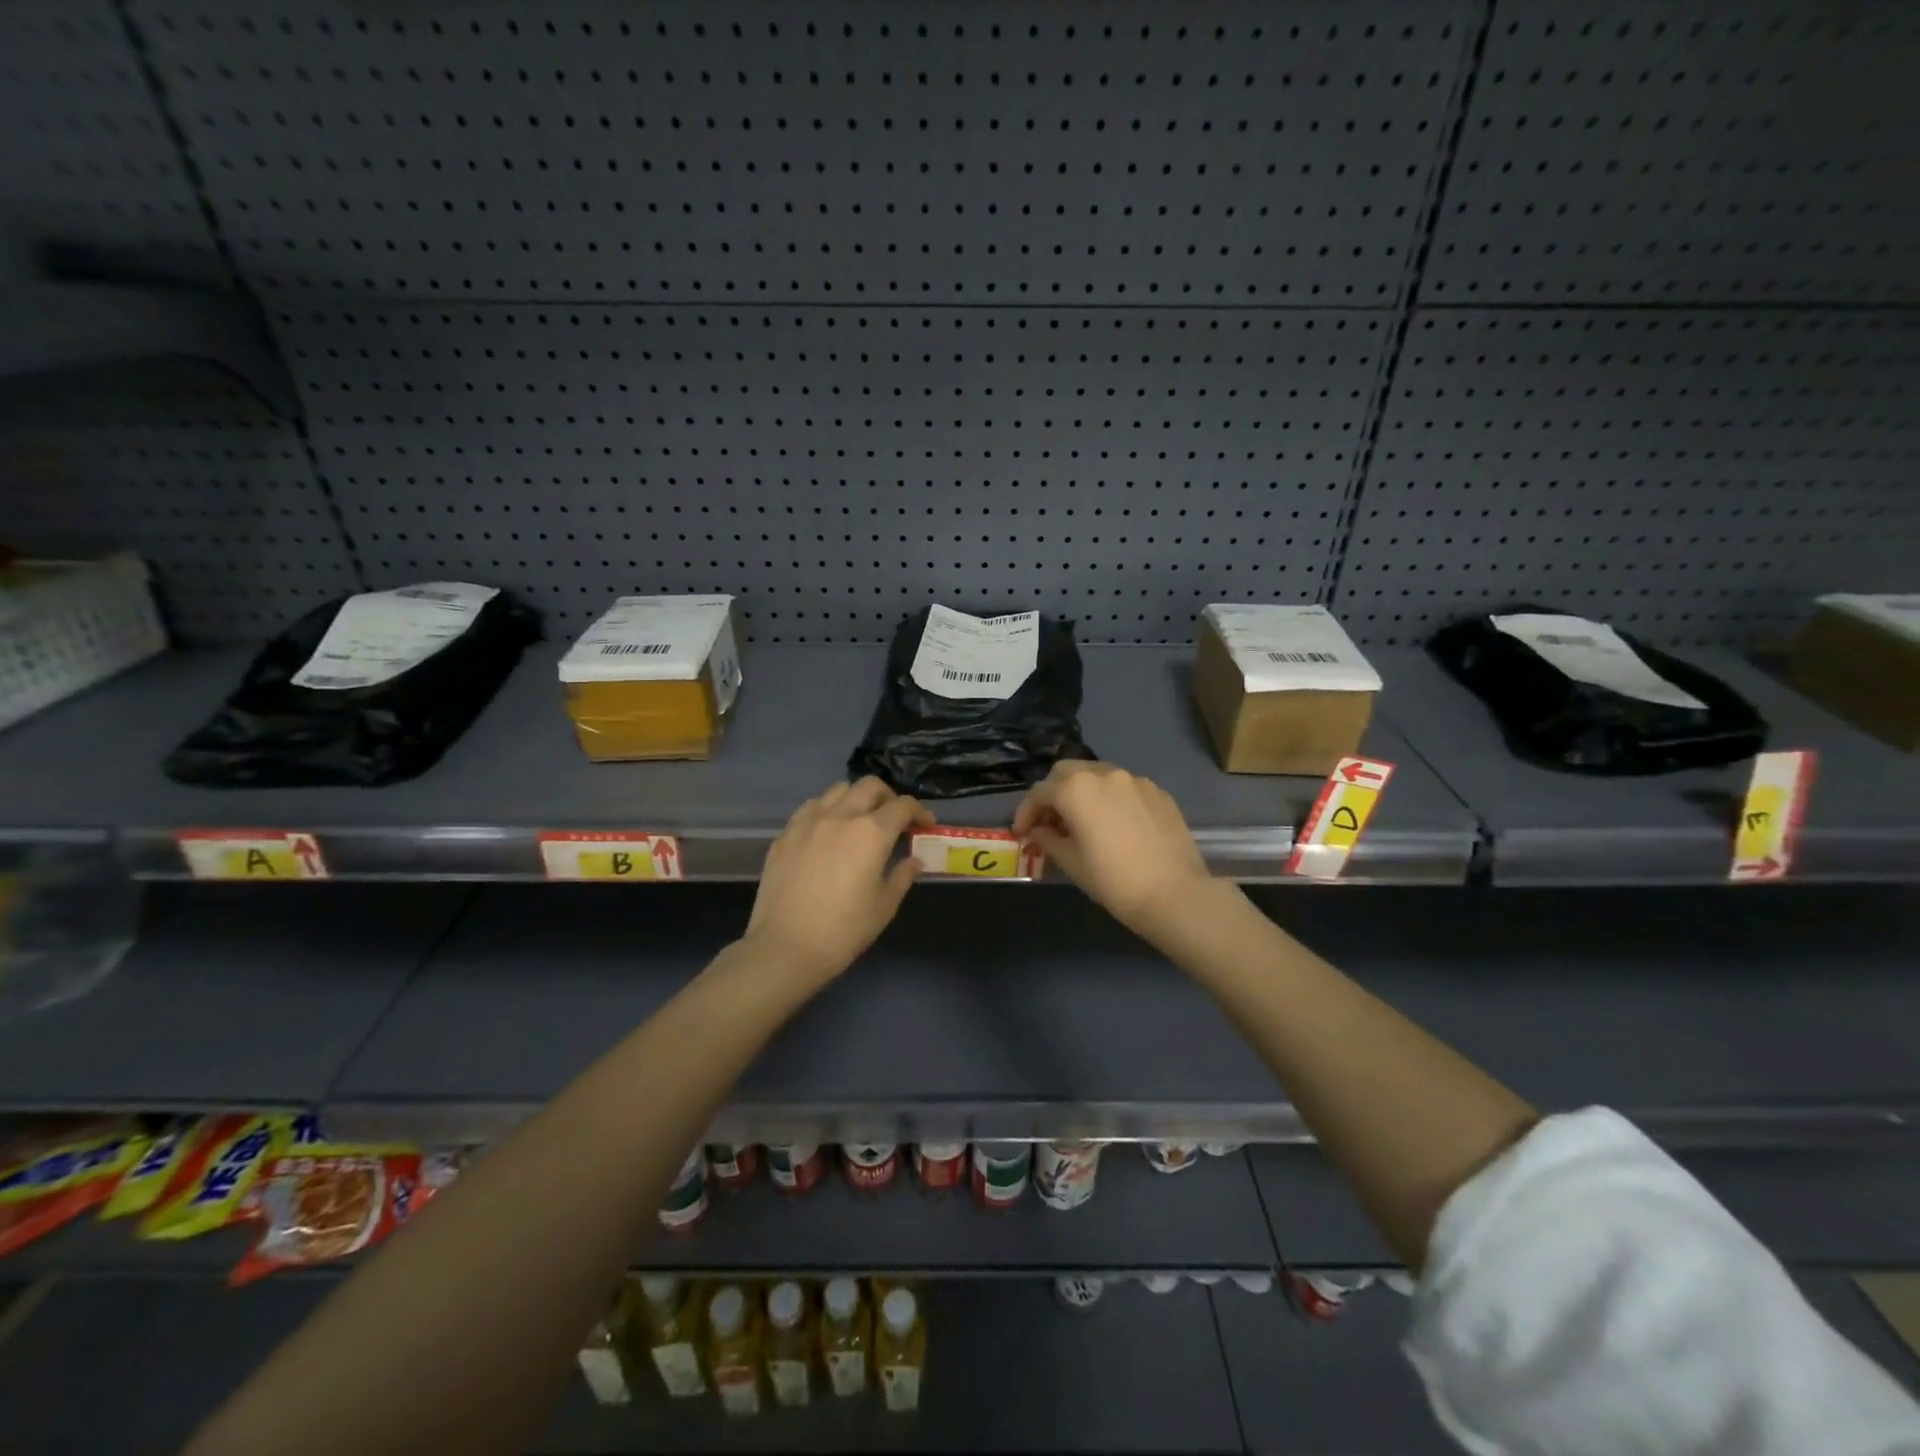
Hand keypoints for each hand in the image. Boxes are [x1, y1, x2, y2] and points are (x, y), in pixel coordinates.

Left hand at [743, 777, 932, 984]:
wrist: (786, 947)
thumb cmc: (844, 930)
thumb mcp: (884, 905)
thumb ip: (902, 875)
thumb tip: (914, 860)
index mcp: (871, 832)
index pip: (902, 806)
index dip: (919, 812)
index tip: (925, 825)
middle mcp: (841, 816)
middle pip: (870, 786)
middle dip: (889, 797)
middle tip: (895, 819)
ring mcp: (809, 822)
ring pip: (838, 790)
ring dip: (856, 798)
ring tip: (860, 820)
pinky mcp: (785, 834)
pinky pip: (811, 807)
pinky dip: (827, 810)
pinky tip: (828, 831)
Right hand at [1013, 761, 1212, 942]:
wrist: (1175, 893)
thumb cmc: (1113, 880)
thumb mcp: (1071, 862)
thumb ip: (1048, 840)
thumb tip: (1038, 832)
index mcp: (1075, 789)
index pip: (1040, 792)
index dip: (1026, 812)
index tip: (1022, 833)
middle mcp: (1104, 774)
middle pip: (1067, 772)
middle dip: (1053, 793)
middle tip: (1050, 822)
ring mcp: (1135, 780)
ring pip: (1097, 775)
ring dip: (1082, 792)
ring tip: (1082, 821)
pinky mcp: (1158, 792)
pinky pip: (1124, 787)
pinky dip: (1110, 798)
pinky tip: (1115, 824)